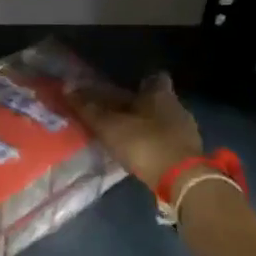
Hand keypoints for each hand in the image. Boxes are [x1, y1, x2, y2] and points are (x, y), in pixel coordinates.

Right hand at [69, 71, 203, 189]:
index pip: (155, 78)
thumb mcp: (110, 127)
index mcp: (160, 94)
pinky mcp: (189, 152)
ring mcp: (186, 130)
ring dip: (149, 126)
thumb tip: (67, 88)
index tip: (128, 89)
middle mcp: (177, 107)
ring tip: (128, 137)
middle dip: (141, 106)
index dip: (142, 82)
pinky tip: (143, 154)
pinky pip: (169, 141)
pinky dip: (156, 144)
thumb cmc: (144, 144)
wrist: (181, 178)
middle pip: (158, 100)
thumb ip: (89, 109)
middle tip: (120, 115)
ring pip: (164, 121)